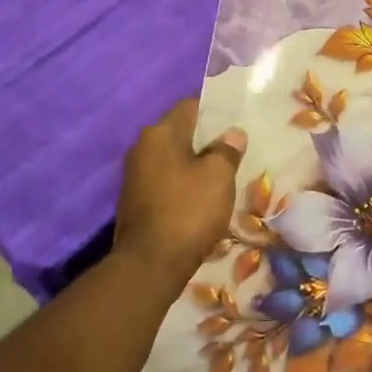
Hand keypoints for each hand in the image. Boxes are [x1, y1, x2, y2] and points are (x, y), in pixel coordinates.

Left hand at [113, 100, 246, 290]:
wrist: (150, 264)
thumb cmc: (188, 211)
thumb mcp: (218, 177)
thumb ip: (227, 150)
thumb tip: (232, 133)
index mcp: (160, 134)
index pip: (190, 106)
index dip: (215, 111)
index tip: (237, 123)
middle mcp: (141, 148)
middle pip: (180, 133)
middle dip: (206, 140)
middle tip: (234, 151)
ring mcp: (134, 175)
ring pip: (172, 159)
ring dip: (194, 165)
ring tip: (220, 176)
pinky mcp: (134, 201)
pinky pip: (165, 181)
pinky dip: (182, 184)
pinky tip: (200, 199)